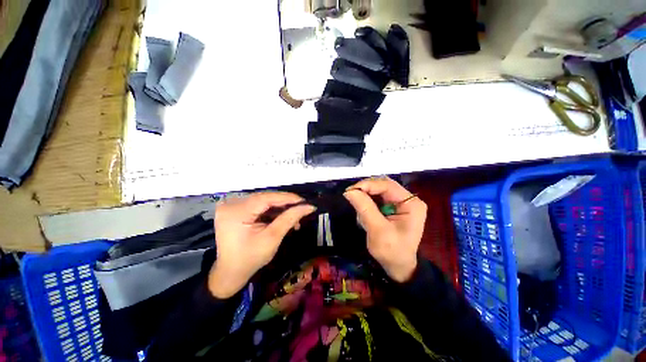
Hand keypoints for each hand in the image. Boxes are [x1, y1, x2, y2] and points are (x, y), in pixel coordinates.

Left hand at [209, 192, 315, 297]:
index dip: (288, 198)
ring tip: (294, 219)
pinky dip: (271, 211)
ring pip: (263, 201)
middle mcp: (231, 204)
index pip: (266, 198)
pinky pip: (257, 206)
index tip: (305, 201)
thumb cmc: (250, 259)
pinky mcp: (235, 210)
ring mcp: (231, 206)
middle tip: (301, 210)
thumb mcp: (272, 238)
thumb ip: (290, 219)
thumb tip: (309, 207)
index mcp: (236, 212)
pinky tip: (281, 218)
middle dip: (285, 204)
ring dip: (279, 209)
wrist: (229, 273)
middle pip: (265, 198)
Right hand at [344, 177, 426, 282]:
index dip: (368, 185)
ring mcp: (401, 202)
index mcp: (411, 204)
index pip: (388, 185)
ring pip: (379, 190)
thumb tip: (349, 191)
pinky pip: (378, 198)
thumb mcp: (377, 230)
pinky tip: (364, 212)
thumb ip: (365, 208)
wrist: (398, 266)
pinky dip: (368, 202)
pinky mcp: (393, 207)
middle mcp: (408, 199)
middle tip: (351, 195)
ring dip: (366, 196)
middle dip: (366, 189)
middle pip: (383, 185)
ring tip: (358, 207)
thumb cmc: (392, 251)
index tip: (350, 190)